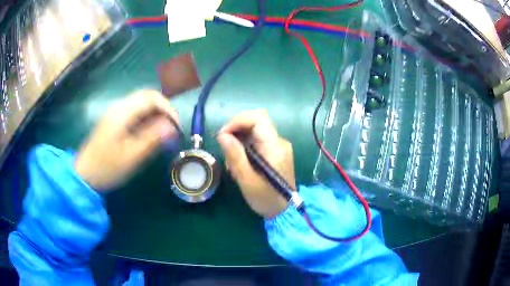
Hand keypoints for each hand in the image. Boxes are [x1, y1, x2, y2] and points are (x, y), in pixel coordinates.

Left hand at [75, 90, 178, 190]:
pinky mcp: (114, 121)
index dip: (168, 108)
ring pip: (141, 105)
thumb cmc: (107, 167)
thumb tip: (172, 127)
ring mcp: (115, 113)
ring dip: (155, 115)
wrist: (85, 174)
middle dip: (163, 110)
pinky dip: (146, 120)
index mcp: (122, 112)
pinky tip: (148, 135)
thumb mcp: (131, 156)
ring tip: (162, 134)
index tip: (175, 126)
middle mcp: (119, 107)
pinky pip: (135, 113)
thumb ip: (152, 138)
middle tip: (171, 129)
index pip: (151, 97)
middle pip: (147, 97)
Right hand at [217, 109, 294, 218]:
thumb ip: (235, 156)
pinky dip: (244, 150)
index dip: (237, 121)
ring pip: (253, 132)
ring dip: (238, 143)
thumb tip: (223, 135)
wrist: (284, 211)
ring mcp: (277, 147)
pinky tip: (240, 166)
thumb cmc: (266, 198)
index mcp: (274, 146)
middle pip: (254, 122)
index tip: (223, 135)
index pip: (258, 118)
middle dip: (236, 133)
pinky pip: (256, 142)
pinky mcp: (274, 153)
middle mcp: (278, 142)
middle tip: (226, 152)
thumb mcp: (247, 180)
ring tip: (233, 166)